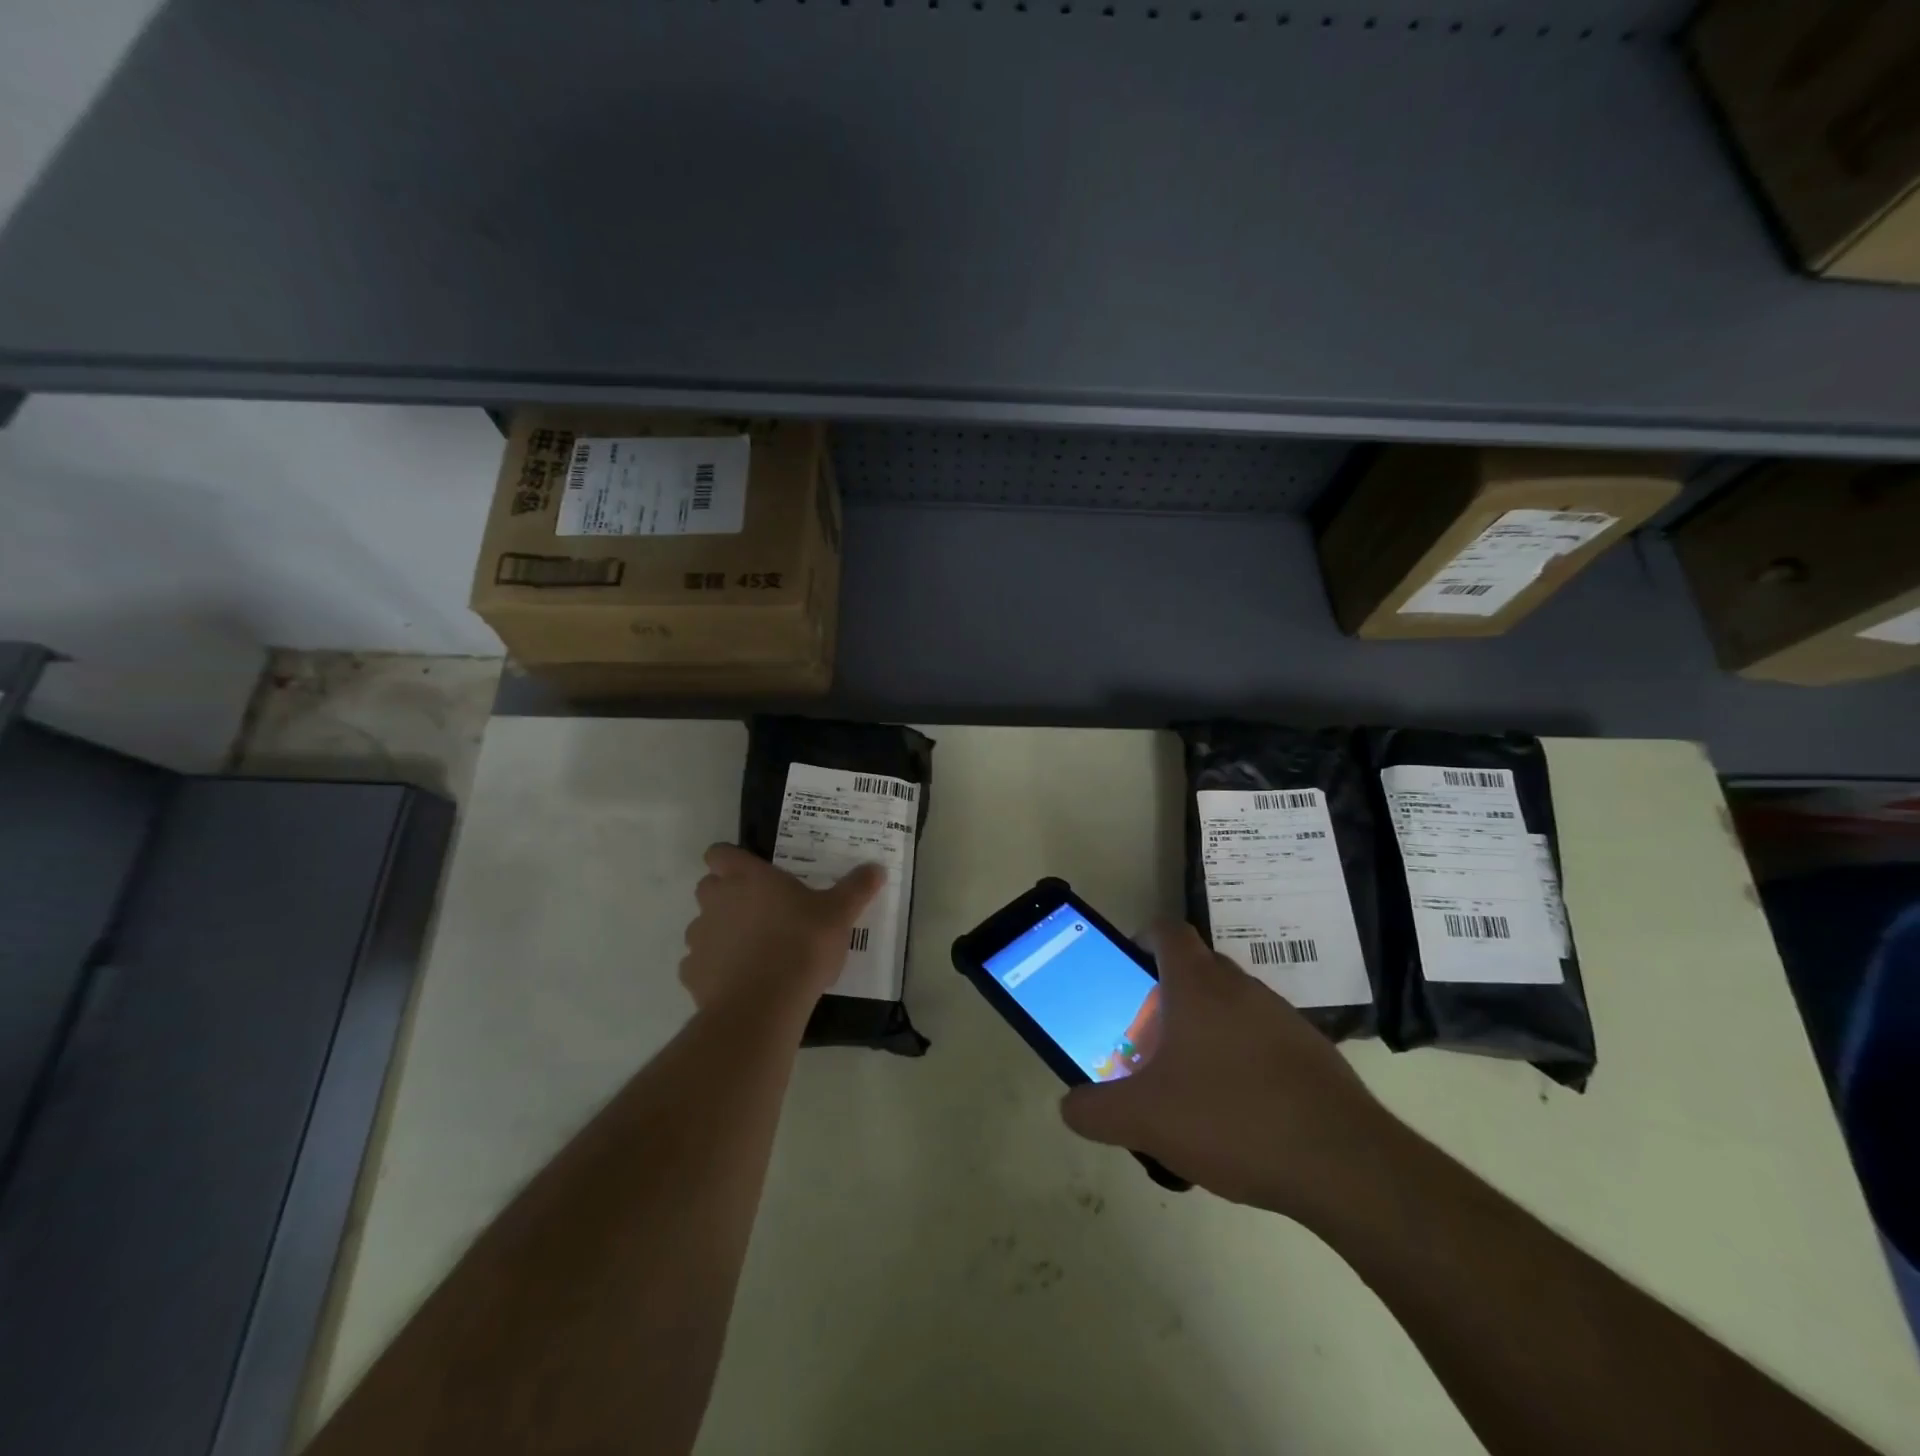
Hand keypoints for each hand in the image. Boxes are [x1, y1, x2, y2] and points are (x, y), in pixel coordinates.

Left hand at [680, 844, 884, 1014]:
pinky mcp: (692, 975)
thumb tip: (876, 868)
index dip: (731, 860)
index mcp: (747, 878)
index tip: (752, 873)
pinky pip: (699, 965)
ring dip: (721, 933)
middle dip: (726, 895)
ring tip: (752, 951)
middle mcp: (716, 901)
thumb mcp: (839, 913)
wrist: (765, 1004)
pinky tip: (740, 981)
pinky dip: (714, 969)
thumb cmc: (802, 944)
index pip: (719, 853)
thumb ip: (856, 888)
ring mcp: (699, 938)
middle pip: (708, 887)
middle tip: (760, 911)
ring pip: (702, 926)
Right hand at [1060, 922, 1394, 1218]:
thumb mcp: (1145, 1120)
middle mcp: (1241, 988)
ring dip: (1206, 1028)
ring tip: (1190, 1082)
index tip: (1127, 971)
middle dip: (1167, 994)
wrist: (1344, 1164)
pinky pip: (1263, 1038)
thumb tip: (1070, 1106)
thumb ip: (1096, 1111)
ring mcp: (1283, 1017)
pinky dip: (1242, 1058)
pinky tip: (1238, 1111)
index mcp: (1198, 985)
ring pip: (1231, 1005)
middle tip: (1148, 1038)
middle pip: (1196, 968)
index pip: (1167, 931)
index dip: (1142, 939)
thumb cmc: (1231, 1119)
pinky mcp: (1313, 1052)